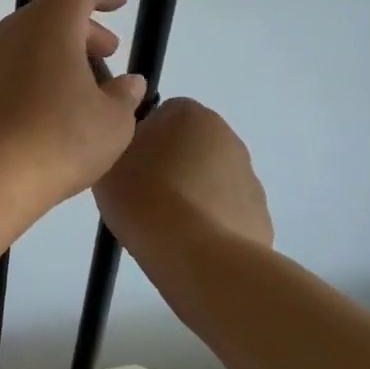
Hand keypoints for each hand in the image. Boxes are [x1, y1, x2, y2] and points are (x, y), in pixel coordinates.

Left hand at [0, 0, 148, 219]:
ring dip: (47, 56)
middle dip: (79, 30)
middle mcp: (6, 34)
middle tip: (105, 55)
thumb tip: (127, 83)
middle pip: (45, 16)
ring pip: (18, 45)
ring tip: (71, 89)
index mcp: (48, 28)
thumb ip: (123, 96)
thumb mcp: (112, 123)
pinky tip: (30, 115)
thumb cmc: (57, 142)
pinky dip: (18, 81)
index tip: (118, 4)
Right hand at [93, 97, 272, 252]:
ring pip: (209, 180)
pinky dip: (208, 223)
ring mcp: (249, 179)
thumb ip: (122, 138)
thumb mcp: (110, 157)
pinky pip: (224, 212)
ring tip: (162, 224)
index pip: (162, 113)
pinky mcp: (259, 217)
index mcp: (191, 114)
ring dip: (190, 194)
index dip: (142, 138)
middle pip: (189, 145)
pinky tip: (186, 243)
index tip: (127, 164)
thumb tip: (138, 143)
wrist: (196, 255)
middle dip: (170, 164)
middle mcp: (227, 137)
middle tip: (141, 192)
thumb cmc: (145, 195)